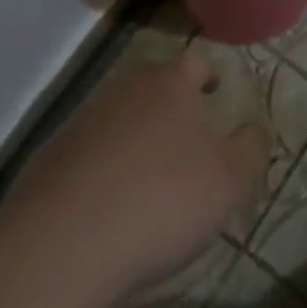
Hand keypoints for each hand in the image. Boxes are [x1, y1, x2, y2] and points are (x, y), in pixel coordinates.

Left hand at [0, 48, 269, 301]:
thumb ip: (250, 149)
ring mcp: (83, 120)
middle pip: (154, 85)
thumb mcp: (228, 181)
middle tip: (188, 138)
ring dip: (137, 137)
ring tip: (150, 177)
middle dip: (171, 105)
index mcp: (169, 82)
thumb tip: (255, 128)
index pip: (195, 62)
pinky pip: (90, 153)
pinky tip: (110, 206)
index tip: (216, 92)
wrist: (62, 245)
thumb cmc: (161, 200)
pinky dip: (104, 169)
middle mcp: (125, 88)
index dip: (209, 76)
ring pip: (121, 117)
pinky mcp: (51, 157)